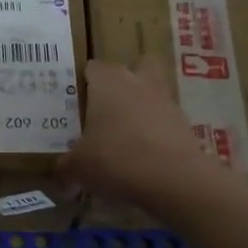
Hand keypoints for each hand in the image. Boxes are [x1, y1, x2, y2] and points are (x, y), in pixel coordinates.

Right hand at [60, 59, 218, 205]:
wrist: (174, 180)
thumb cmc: (116, 159)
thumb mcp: (78, 168)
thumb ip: (66, 170)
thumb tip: (62, 182)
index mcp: (109, 82)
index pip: (93, 67)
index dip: (83, 82)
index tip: (74, 102)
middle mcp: (139, 83)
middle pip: (137, 65)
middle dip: (125, 82)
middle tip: (107, 107)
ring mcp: (167, 102)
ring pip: (154, 94)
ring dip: (142, 109)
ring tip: (124, 139)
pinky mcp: (186, 126)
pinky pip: (166, 123)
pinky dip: (156, 135)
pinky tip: (143, 159)